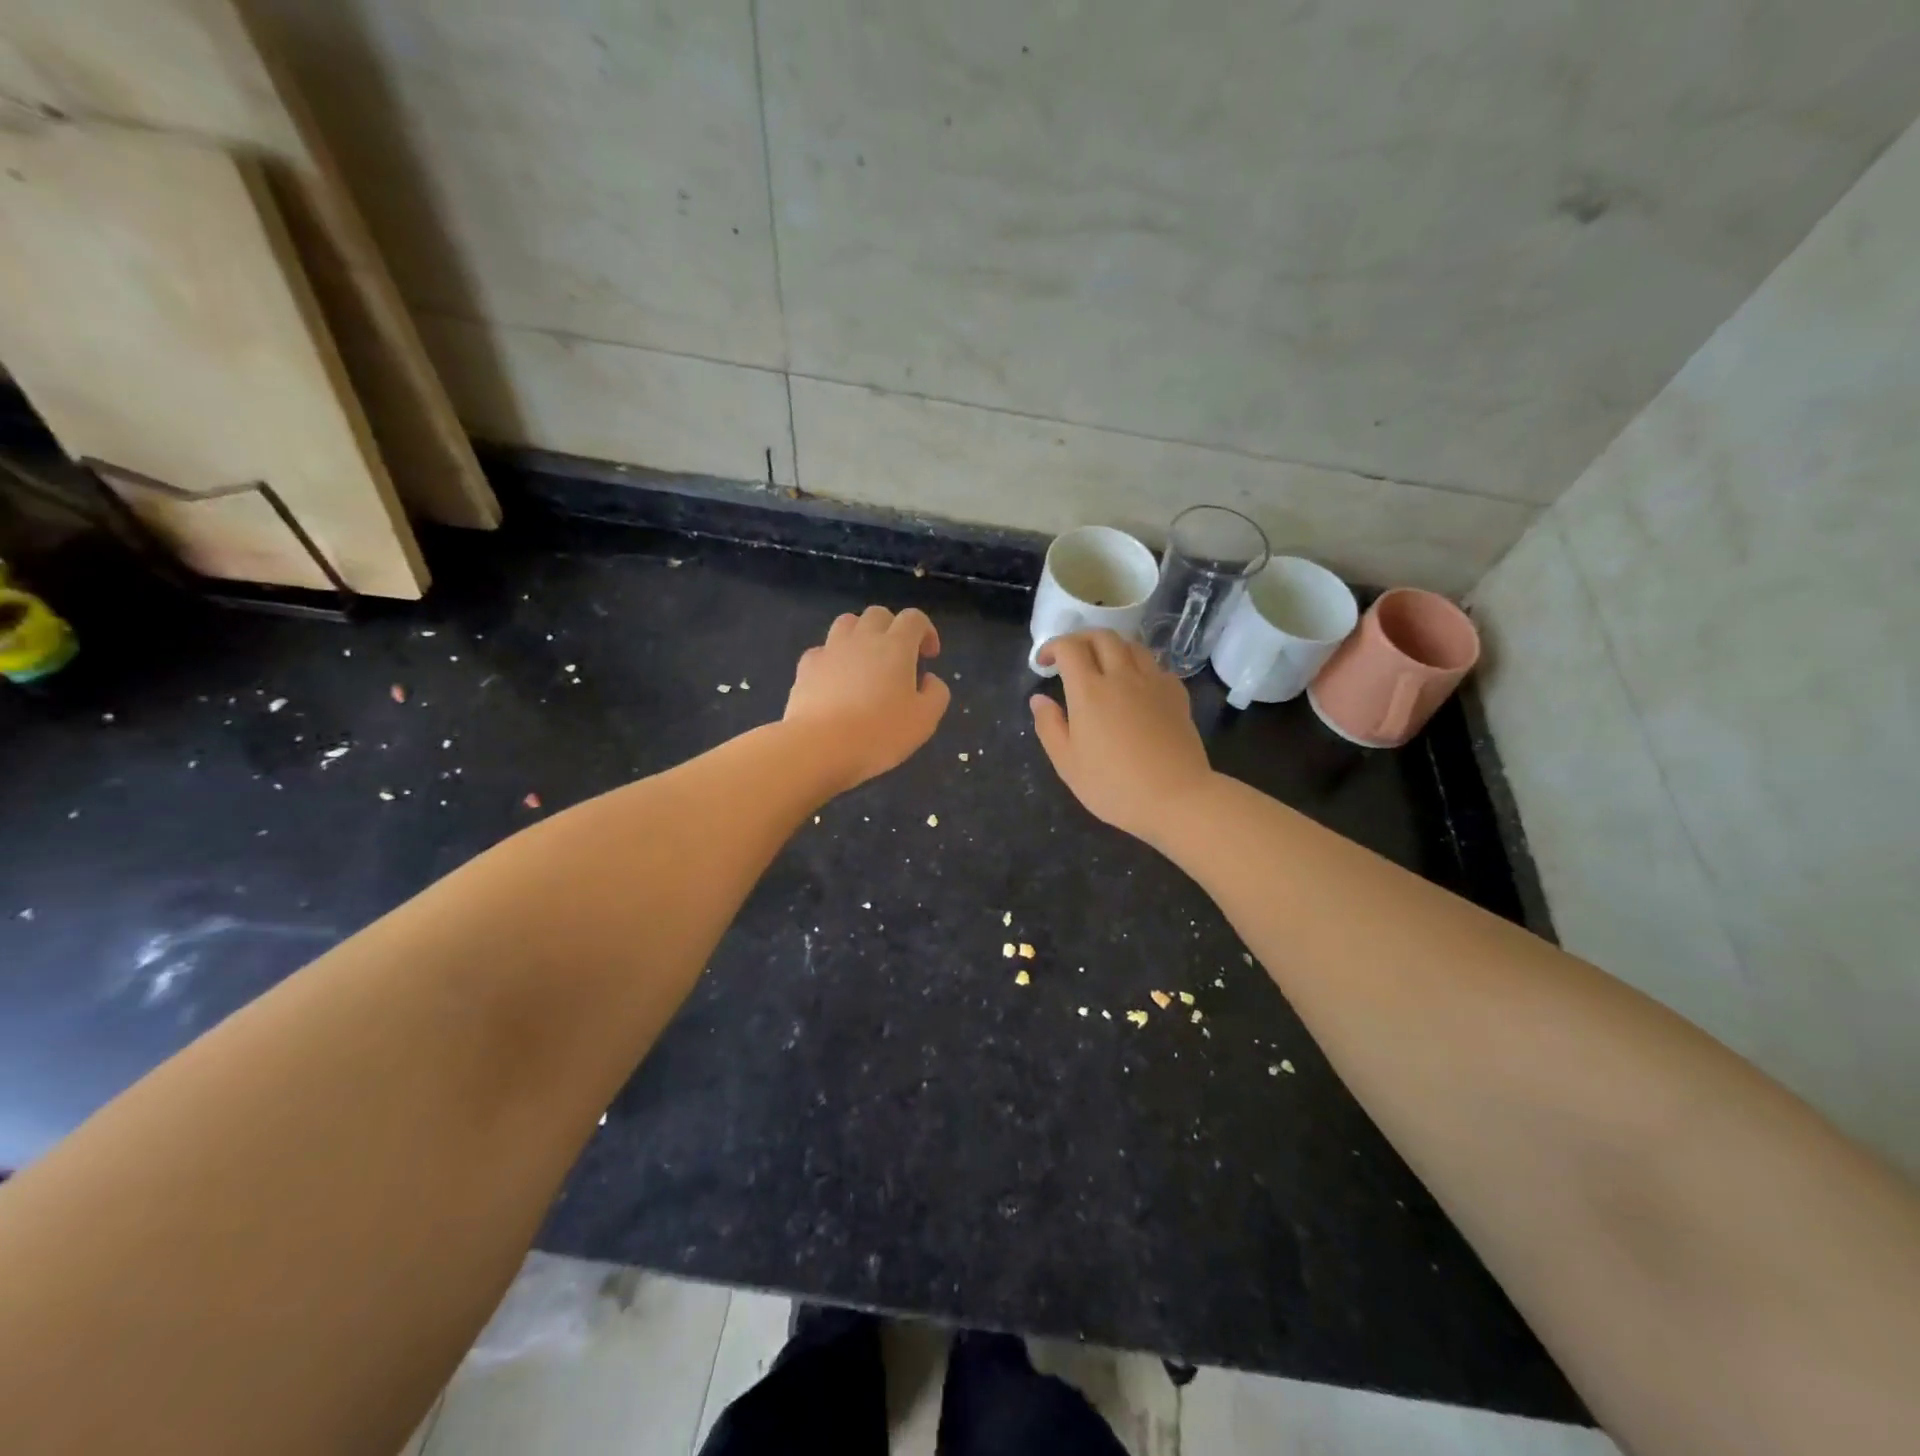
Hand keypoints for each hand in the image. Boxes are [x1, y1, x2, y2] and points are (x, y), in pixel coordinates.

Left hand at [785, 606, 949, 790]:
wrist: (820, 745)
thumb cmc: (880, 732)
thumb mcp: (925, 719)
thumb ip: (936, 693)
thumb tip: (928, 679)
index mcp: (896, 646)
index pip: (914, 618)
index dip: (925, 631)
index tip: (929, 656)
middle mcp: (862, 639)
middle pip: (878, 614)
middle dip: (892, 628)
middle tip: (897, 657)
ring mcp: (830, 650)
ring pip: (847, 623)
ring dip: (860, 635)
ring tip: (865, 662)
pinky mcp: (806, 667)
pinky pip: (822, 650)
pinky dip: (833, 658)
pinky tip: (835, 681)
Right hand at [1029, 630, 1214, 842]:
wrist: (1176, 797)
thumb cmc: (1113, 785)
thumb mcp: (1067, 763)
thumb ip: (1049, 726)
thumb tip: (1038, 699)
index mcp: (1089, 690)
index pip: (1069, 648)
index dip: (1053, 647)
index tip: (1044, 662)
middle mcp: (1122, 676)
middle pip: (1102, 636)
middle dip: (1081, 638)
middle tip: (1071, 657)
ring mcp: (1154, 683)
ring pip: (1132, 646)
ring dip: (1112, 647)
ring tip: (1103, 665)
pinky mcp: (1177, 695)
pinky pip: (1156, 666)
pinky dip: (1140, 666)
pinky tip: (1137, 684)